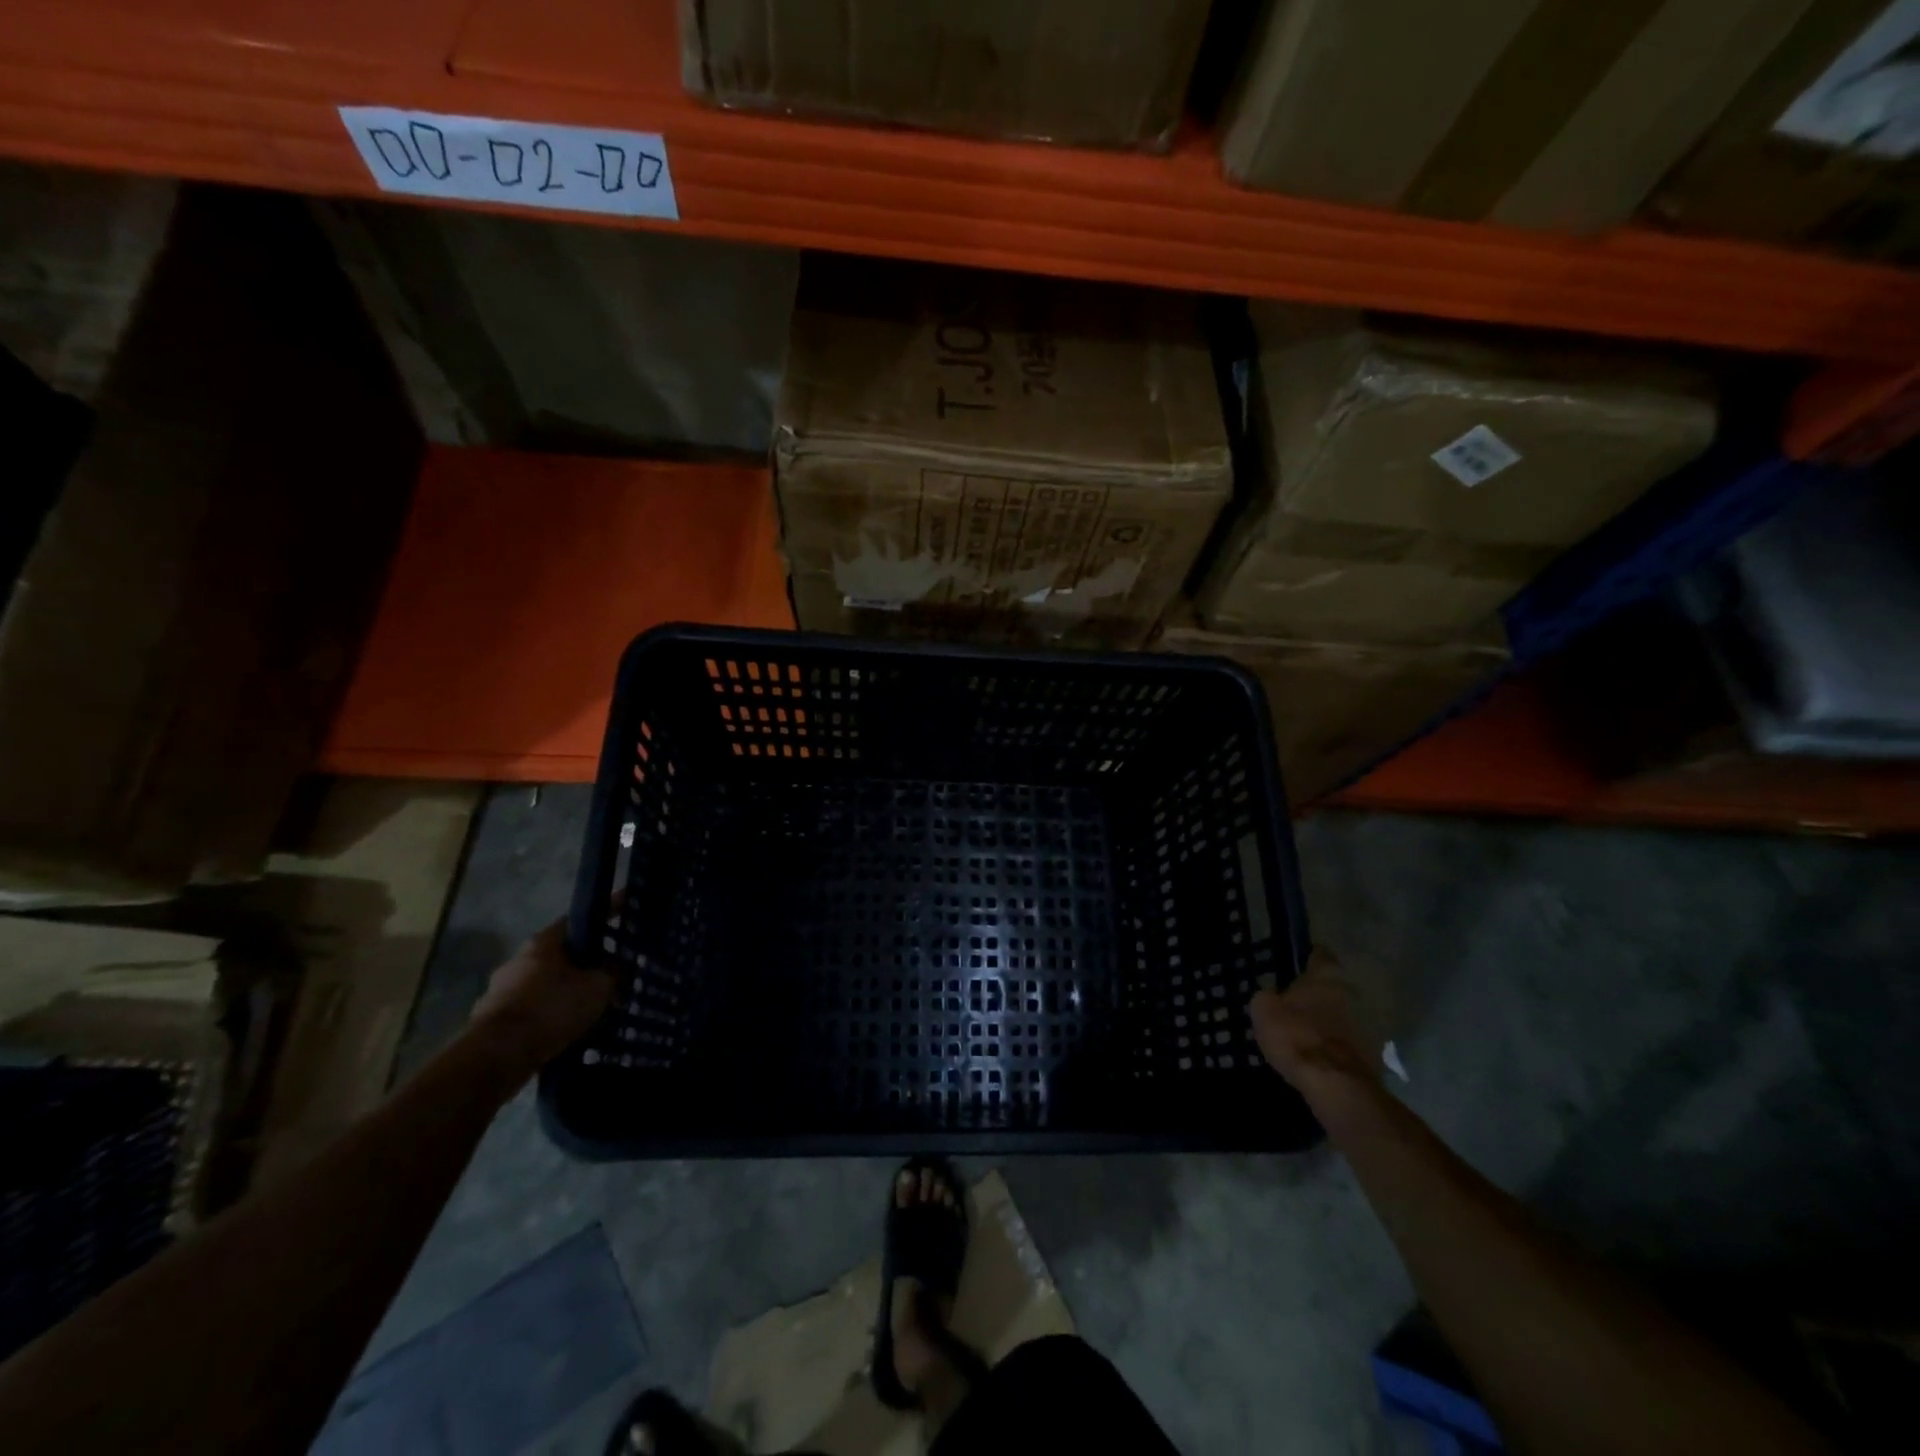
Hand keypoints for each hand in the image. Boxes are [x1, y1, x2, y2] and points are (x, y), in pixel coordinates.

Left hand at [469, 919, 613, 1077]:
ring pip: (545, 985)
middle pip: (561, 955)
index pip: (577, 920)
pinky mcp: (493, 1020)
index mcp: (542, 943)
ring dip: (566, 992)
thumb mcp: (598, 988)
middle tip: (611, 974)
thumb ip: (614, 973)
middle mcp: (517, 960)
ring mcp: (500, 991)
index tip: (623, 915)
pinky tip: (568, 1030)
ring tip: (592, 1009)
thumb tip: (622, 965)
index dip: (603, 917)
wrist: (497, 1056)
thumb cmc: (551, 1010)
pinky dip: (550, 1016)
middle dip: (585, 963)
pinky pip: (532, 1010)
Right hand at [1249, 948, 1388, 1095]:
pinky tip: (1324, 1058)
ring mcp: (1370, 1023)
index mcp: (1327, 974)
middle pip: (1336, 986)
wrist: (1335, 1084)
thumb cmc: (1296, 1035)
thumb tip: (1273, 997)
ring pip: (1347, 1015)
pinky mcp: (1378, 1053)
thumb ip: (1269, 996)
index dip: (1307, 959)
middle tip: (1299, 1006)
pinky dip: (1341, 1046)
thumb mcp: (1264, 1010)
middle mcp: (1354, 991)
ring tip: (1311, 1036)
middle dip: (1321, 994)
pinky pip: (1353, 1042)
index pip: (1320, 954)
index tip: (1295, 968)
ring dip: (1333, 1021)